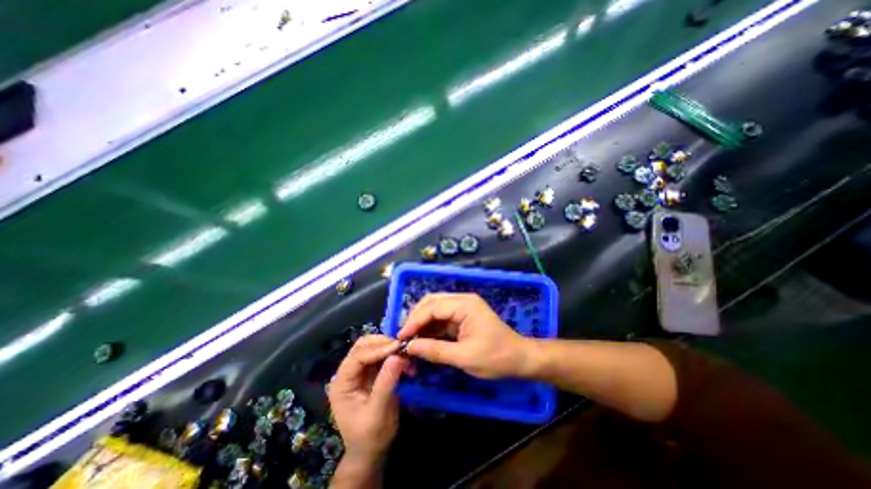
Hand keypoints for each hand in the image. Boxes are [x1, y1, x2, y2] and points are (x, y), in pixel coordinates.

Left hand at [326, 335, 407, 463]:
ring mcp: (360, 371)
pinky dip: (394, 355)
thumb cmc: (371, 436)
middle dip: (383, 343)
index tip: (398, 347)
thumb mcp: (378, 412)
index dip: (378, 349)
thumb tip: (397, 356)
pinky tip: (405, 362)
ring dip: (389, 348)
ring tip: (405, 354)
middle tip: (402, 347)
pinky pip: (382, 356)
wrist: (372, 451)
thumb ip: (386, 383)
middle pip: (363, 346)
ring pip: (373, 347)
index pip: (358, 356)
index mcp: (342, 383)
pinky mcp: (371, 372)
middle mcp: (348, 373)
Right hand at [399, 293, 534, 379]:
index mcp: (465, 305)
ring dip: (421, 323)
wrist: (520, 359)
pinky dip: (430, 328)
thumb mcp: (464, 357)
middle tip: (404, 336)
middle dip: (415, 318)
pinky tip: (422, 339)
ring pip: (434, 309)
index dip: (414, 321)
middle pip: (431, 302)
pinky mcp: (462, 316)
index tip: (401, 337)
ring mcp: (463, 307)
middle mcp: (462, 300)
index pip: (433, 307)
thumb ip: (435, 351)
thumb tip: (410, 347)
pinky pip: (441, 318)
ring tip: (409, 339)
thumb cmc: (496, 358)